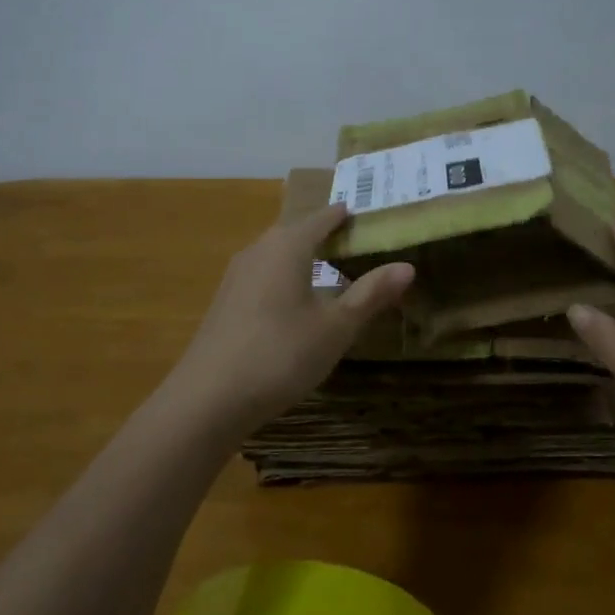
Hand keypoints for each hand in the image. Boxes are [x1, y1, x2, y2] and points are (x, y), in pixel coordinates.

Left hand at [158, 203, 414, 437]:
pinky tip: (294, 301)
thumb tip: (407, 266)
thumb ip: (370, 294)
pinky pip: (262, 274)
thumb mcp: (336, 327)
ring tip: (329, 268)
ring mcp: (236, 276)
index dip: (344, 215)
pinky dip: (285, 276)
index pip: (322, 217)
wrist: (208, 399)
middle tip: (355, 242)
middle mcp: (258, 251)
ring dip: (302, 255)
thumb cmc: (281, 355)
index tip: (365, 215)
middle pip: (296, 231)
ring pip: (276, 253)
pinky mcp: (225, 302)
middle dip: (324, 233)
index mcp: (288, 246)